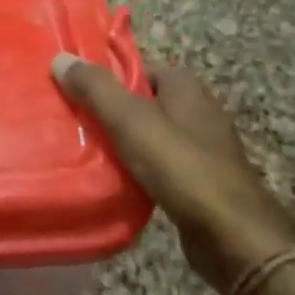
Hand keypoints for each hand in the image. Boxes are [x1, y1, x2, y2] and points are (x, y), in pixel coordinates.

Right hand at [52, 53, 294, 294]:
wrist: (233, 236)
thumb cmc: (182, 167)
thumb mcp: (131, 121)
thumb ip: (96, 89)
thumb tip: (61, 58)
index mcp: (185, 87)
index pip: (137, 67)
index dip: (105, 75)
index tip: (71, 87)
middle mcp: (197, 111)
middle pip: (141, 101)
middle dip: (108, 109)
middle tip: (69, 118)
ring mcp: (200, 149)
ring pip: (148, 135)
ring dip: (120, 141)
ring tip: (80, 148)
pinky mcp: (198, 182)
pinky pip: (157, 165)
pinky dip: (135, 168)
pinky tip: (111, 179)